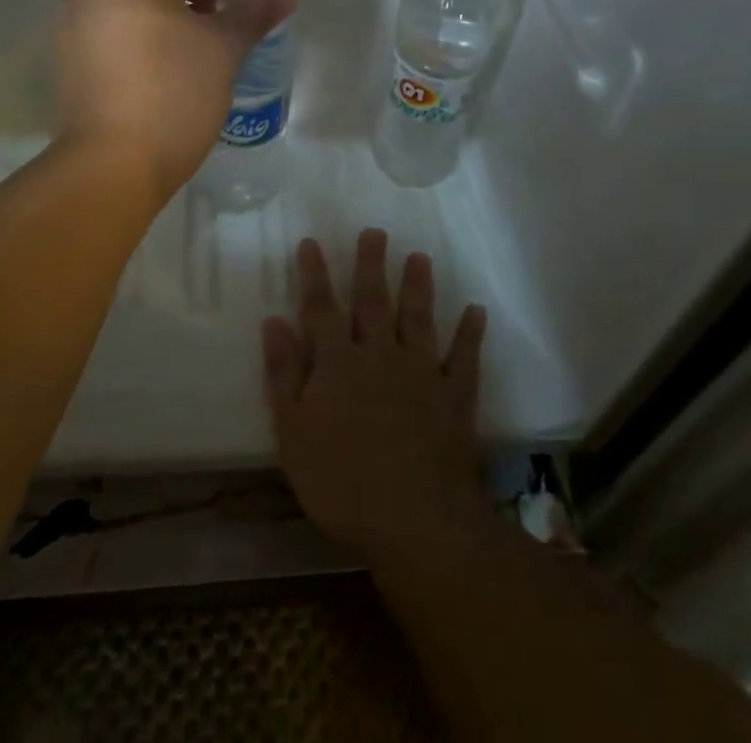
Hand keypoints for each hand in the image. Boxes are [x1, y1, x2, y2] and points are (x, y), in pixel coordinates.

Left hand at [54, 0, 292, 199]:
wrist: (111, 168)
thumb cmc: (173, 96)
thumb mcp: (223, 50)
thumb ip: (253, 14)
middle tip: (231, 1)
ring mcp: (73, 24)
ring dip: (172, 3)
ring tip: (206, 31)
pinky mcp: (70, 58)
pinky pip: (115, 24)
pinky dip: (147, 26)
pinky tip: (172, 55)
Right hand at [263, 230, 489, 568]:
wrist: (416, 519)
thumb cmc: (342, 481)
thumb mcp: (294, 433)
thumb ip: (284, 374)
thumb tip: (273, 321)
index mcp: (338, 363)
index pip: (321, 308)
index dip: (314, 275)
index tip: (311, 242)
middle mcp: (380, 354)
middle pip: (373, 301)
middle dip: (370, 265)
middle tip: (374, 231)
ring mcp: (421, 372)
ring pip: (418, 317)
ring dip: (418, 286)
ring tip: (419, 256)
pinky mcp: (454, 395)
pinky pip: (464, 357)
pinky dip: (470, 333)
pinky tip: (476, 311)